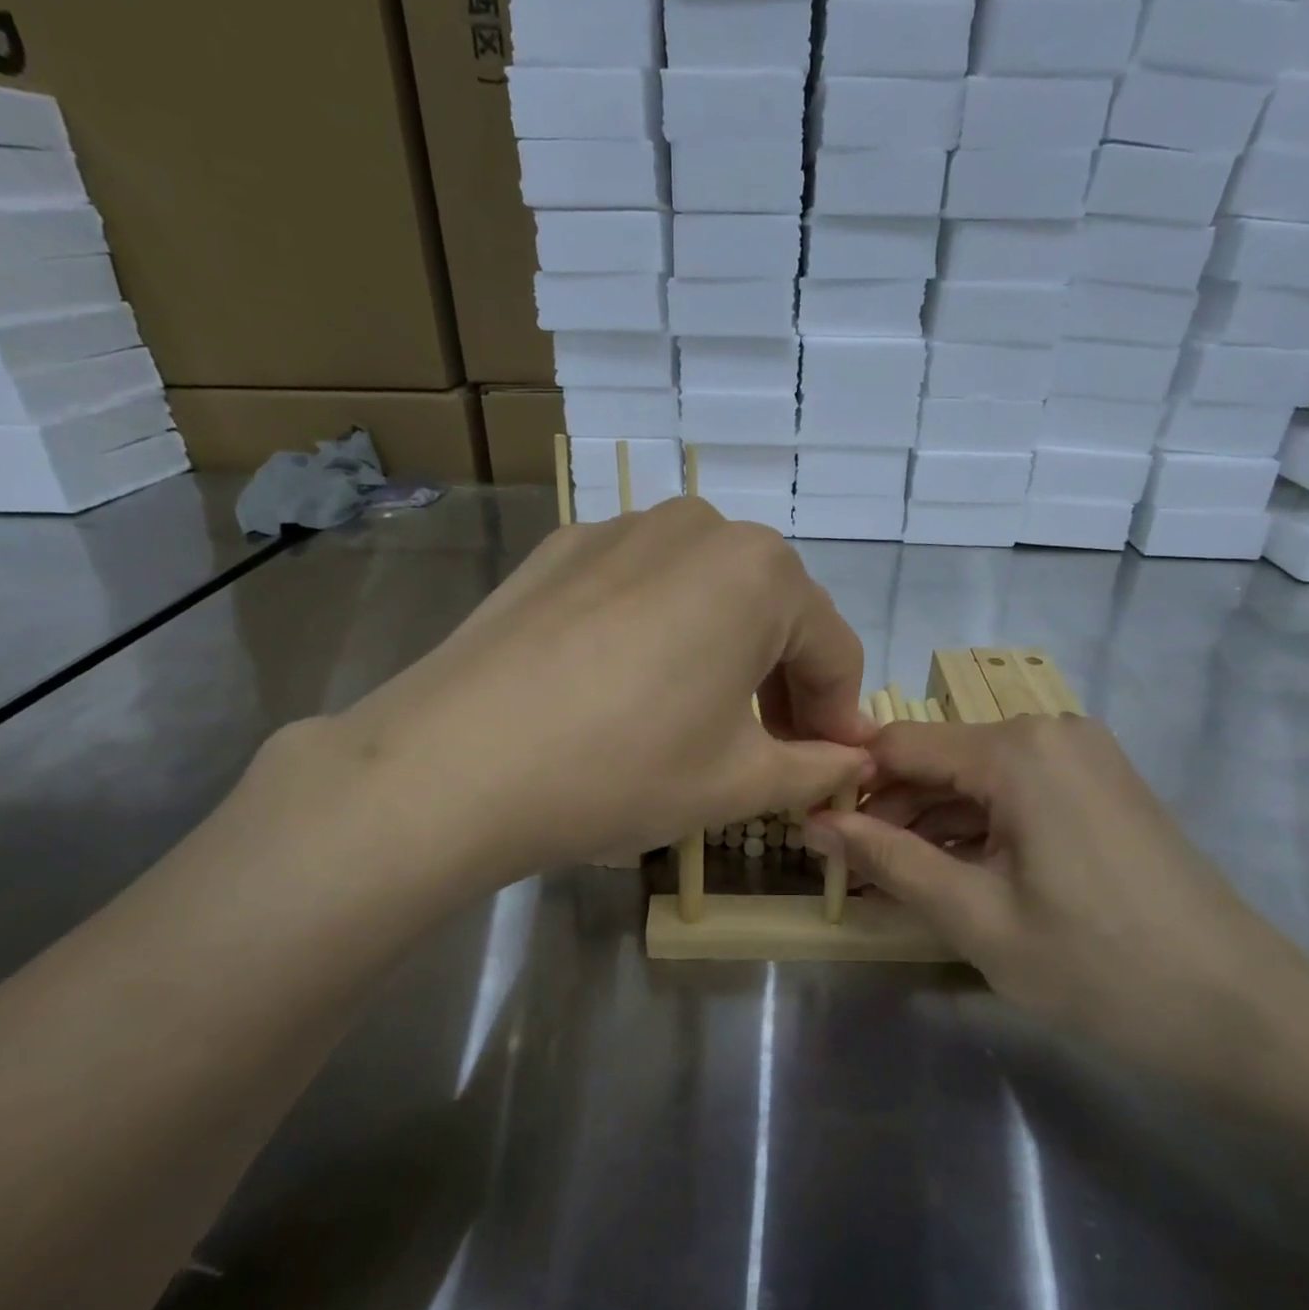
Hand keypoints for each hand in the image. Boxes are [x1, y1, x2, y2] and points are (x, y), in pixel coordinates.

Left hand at [316, 497, 876, 889]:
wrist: (455, 763)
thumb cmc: (623, 768)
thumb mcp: (738, 783)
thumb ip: (815, 767)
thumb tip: (853, 758)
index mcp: (761, 570)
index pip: (833, 648)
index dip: (840, 714)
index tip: (835, 765)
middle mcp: (699, 526)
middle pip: (772, 612)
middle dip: (784, 683)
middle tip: (772, 751)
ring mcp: (621, 529)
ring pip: (706, 594)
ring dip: (724, 653)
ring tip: (700, 720)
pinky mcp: (562, 549)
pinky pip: (642, 589)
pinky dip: (660, 633)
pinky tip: (627, 688)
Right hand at [807, 715, 1308, 1086]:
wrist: (1247, 1013)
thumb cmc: (1100, 966)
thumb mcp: (975, 917)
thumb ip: (888, 860)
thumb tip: (814, 824)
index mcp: (1016, 748)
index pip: (898, 745)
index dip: (851, 786)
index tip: (818, 834)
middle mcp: (1047, 729)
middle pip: (937, 758)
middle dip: (891, 812)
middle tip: (853, 871)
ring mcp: (1079, 755)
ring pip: (974, 777)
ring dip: (931, 824)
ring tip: (895, 881)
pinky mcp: (1097, 784)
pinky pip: (1014, 791)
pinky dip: (976, 827)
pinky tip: (954, 874)